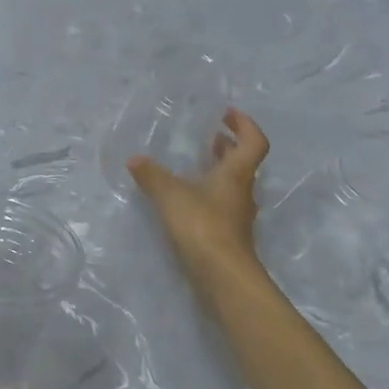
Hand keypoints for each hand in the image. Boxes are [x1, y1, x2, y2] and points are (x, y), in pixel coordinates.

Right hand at [128, 106, 270, 283]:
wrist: (222, 275)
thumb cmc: (202, 225)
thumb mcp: (171, 195)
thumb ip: (152, 176)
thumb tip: (135, 159)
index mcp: (236, 174)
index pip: (253, 142)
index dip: (245, 125)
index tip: (228, 113)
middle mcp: (242, 191)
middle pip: (244, 163)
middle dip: (229, 146)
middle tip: (212, 136)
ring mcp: (237, 216)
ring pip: (233, 185)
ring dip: (219, 171)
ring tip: (197, 164)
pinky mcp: (228, 235)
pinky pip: (222, 204)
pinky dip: (209, 194)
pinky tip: (189, 199)